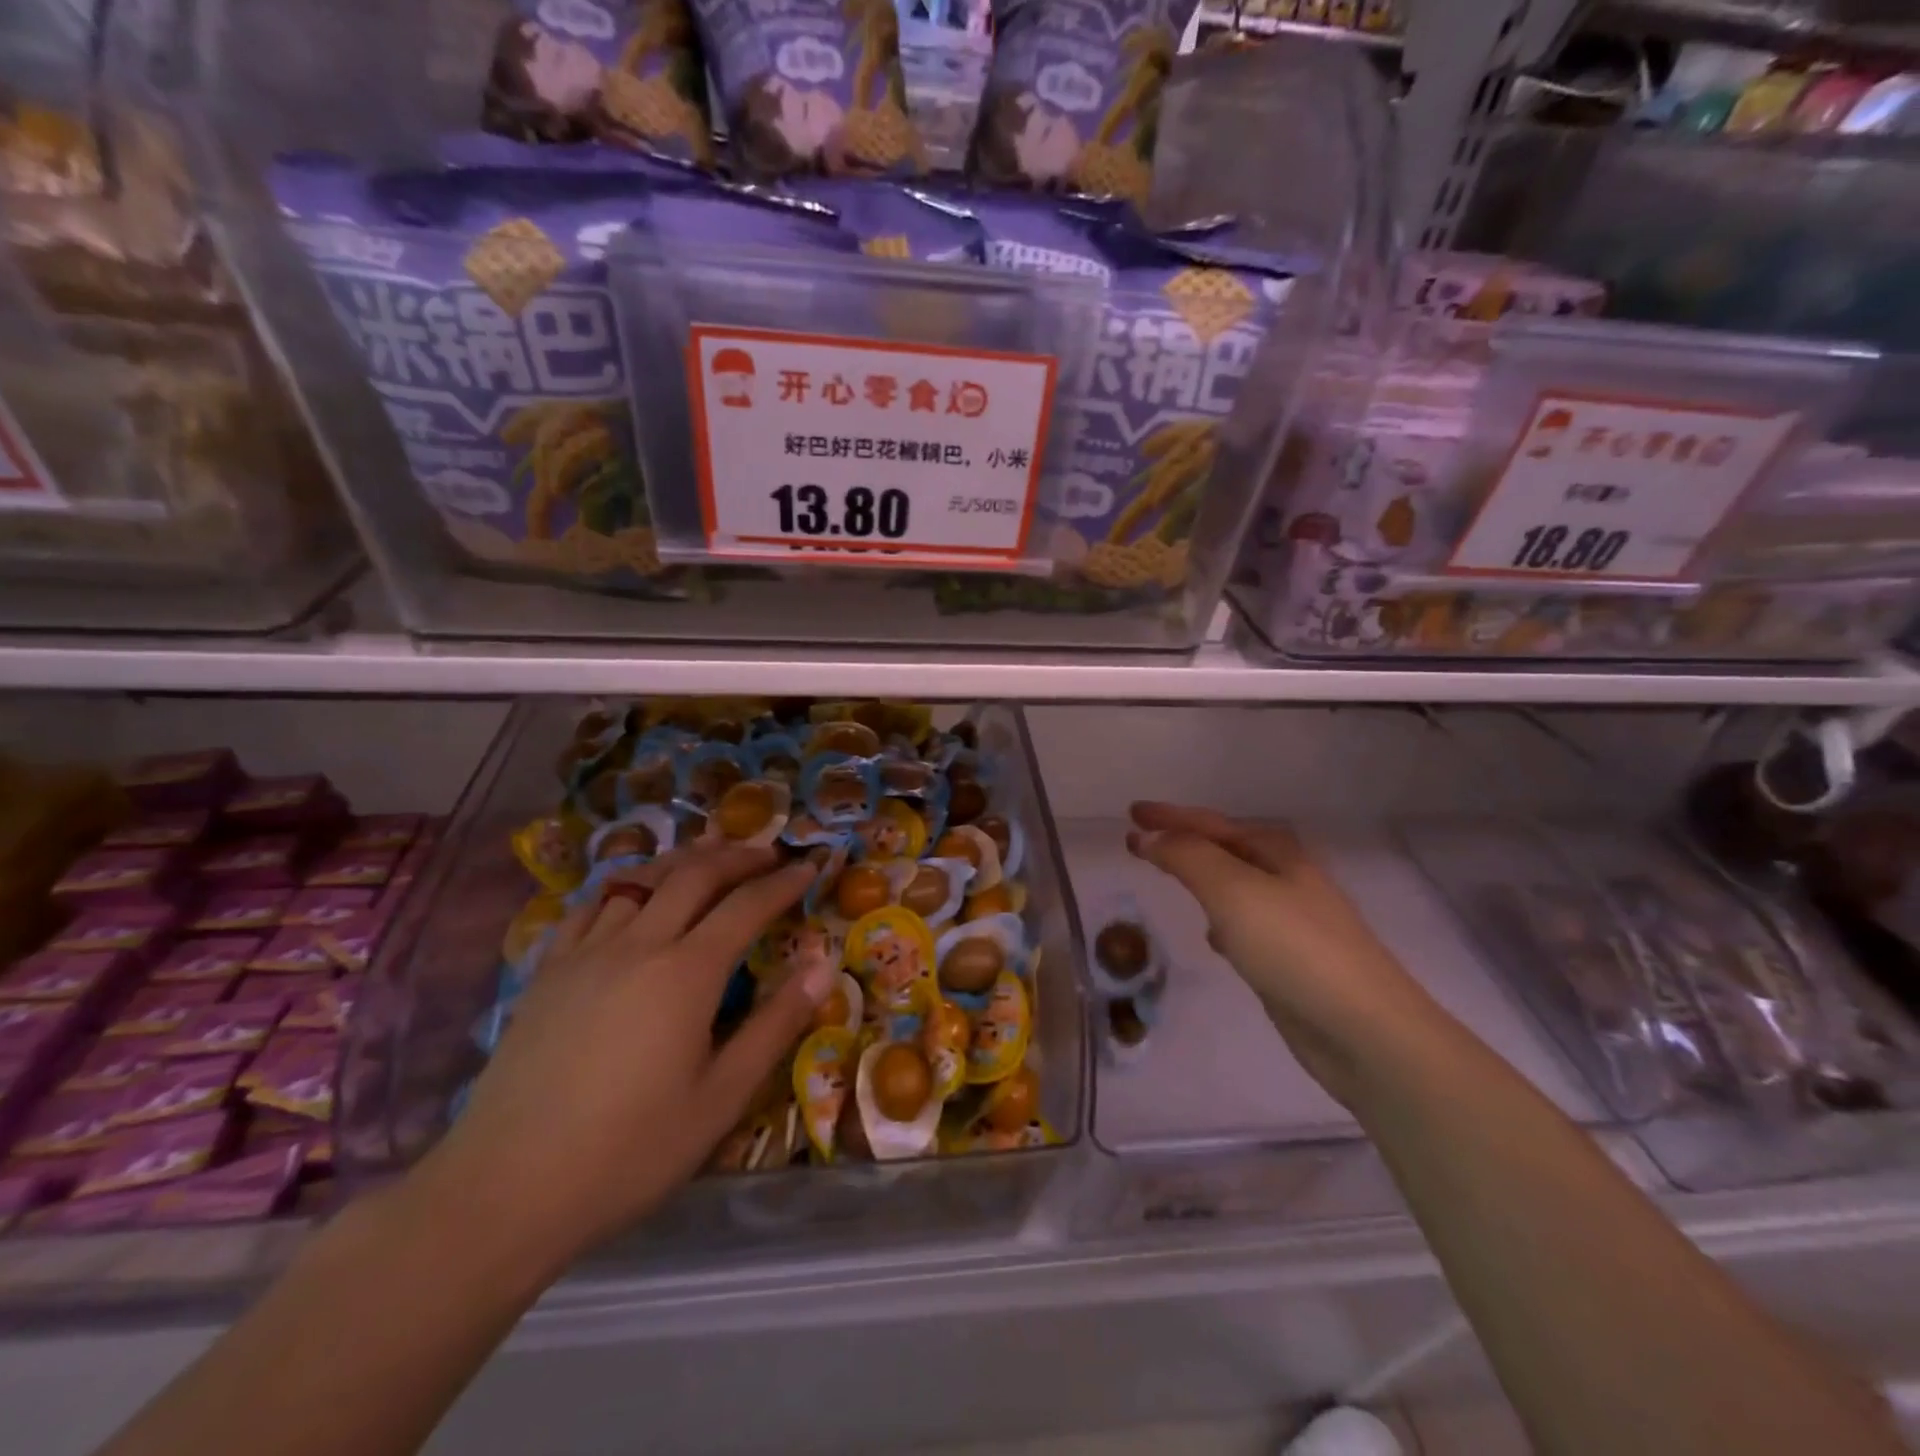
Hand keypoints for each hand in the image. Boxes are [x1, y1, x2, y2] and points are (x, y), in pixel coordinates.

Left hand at [417, 844, 831, 1270]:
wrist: (504, 1189)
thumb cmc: (629, 1151)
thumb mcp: (721, 1097)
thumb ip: (776, 1024)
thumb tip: (823, 964)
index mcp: (687, 973)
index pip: (746, 905)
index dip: (783, 882)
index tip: (810, 867)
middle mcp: (638, 944)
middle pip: (694, 874)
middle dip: (738, 856)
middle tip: (769, 854)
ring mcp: (586, 952)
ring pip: (641, 879)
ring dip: (684, 861)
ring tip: (710, 856)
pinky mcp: (547, 971)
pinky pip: (592, 906)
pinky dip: (626, 887)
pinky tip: (633, 896)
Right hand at [1126, 802, 1447, 1105]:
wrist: (1364, 1030)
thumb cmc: (1294, 947)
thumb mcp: (1232, 891)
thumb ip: (1187, 857)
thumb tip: (1148, 836)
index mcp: (1275, 853)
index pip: (1210, 824)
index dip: (1169, 817)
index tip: (1130, 813)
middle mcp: (1286, 879)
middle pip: (1224, 849)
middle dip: (1184, 841)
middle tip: (1143, 840)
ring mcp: (1291, 920)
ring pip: (1233, 887)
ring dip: (1201, 877)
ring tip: (1170, 875)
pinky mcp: (1290, 960)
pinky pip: (1244, 924)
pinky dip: (1221, 919)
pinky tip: (1212, 936)